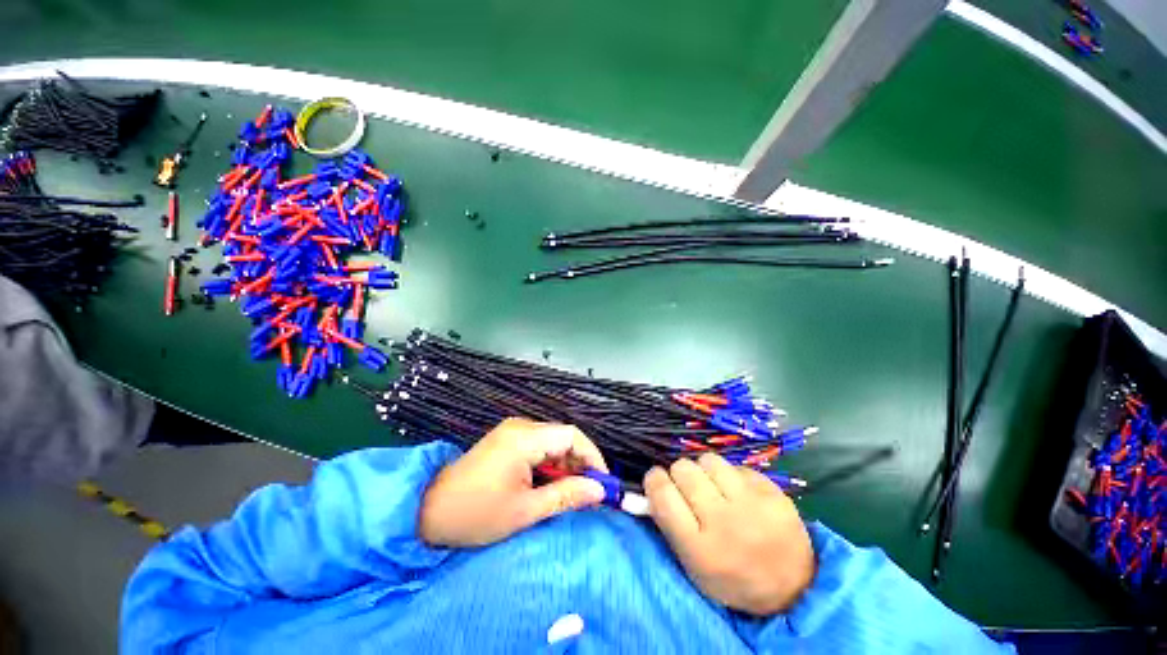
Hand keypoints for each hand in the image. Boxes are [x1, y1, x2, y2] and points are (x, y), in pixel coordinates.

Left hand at [419, 418, 608, 546]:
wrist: (427, 510)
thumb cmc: (476, 513)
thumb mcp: (524, 511)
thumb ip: (565, 496)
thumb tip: (599, 491)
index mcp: (524, 438)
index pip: (571, 435)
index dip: (592, 455)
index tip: (603, 482)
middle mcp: (521, 426)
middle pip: (563, 436)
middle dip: (580, 462)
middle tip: (588, 492)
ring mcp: (512, 430)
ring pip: (552, 441)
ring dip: (565, 464)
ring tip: (570, 491)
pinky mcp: (507, 438)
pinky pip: (539, 445)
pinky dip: (550, 463)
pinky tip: (549, 483)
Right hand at [645, 453, 814, 615]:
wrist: (793, 587)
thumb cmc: (732, 578)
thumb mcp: (692, 565)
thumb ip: (669, 524)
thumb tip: (652, 484)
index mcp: (700, 549)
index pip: (663, 495)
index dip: (654, 480)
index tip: (657, 479)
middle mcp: (725, 523)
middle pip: (684, 470)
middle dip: (679, 473)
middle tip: (687, 485)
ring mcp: (753, 505)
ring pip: (709, 460)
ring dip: (704, 470)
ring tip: (712, 485)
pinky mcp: (773, 492)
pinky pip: (736, 466)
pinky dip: (730, 475)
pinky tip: (738, 492)